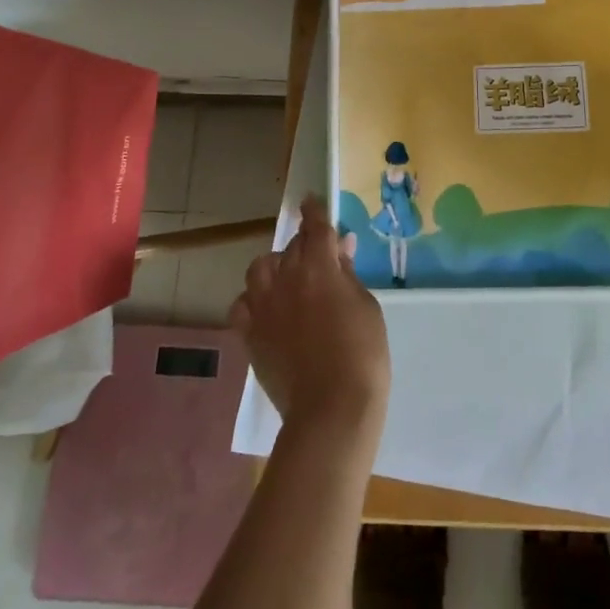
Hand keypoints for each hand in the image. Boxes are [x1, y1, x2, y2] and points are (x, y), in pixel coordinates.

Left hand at [230, 196, 390, 434]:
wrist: (331, 407)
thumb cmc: (362, 353)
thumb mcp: (367, 306)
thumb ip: (348, 275)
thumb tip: (340, 250)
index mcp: (319, 267)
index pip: (316, 227)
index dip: (314, 211)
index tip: (310, 200)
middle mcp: (286, 278)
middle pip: (291, 247)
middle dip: (304, 245)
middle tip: (318, 257)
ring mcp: (264, 306)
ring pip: (260, 269)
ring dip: (275, 267)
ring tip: (288, 280)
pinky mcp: (250, 334)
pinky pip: (242, 305)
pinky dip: (253, 301)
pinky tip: (266, 309)